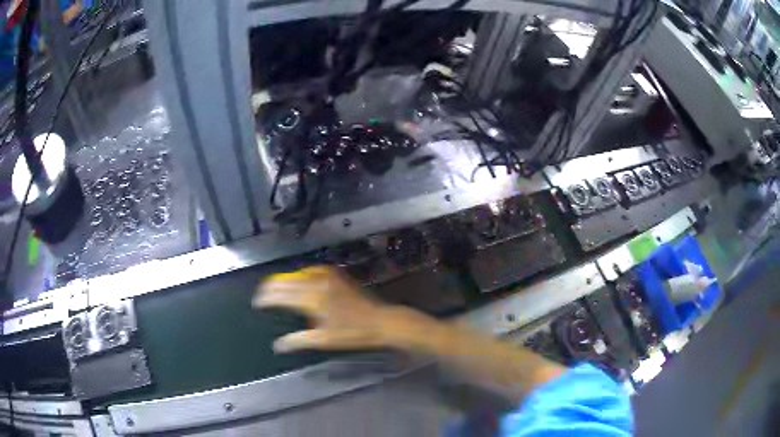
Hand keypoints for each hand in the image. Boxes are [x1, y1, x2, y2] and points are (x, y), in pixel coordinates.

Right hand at [253, 266, 399, 352]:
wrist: (380, 320)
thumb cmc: (353, 333)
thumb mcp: (324, 341)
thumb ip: (299, 341)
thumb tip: (278, 345)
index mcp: (312, 300)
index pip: (281, 295)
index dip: (266, 298)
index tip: (257, 303)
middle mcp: (316, 284)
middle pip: (286, 282)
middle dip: (271, 287)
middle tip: (262, 295)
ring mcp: (327, 276)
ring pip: (297, 274)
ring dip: (284, 280)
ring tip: (275, 287)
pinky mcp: (336, 274)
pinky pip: (312, 270)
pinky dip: (300, 274)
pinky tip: (298, 279)